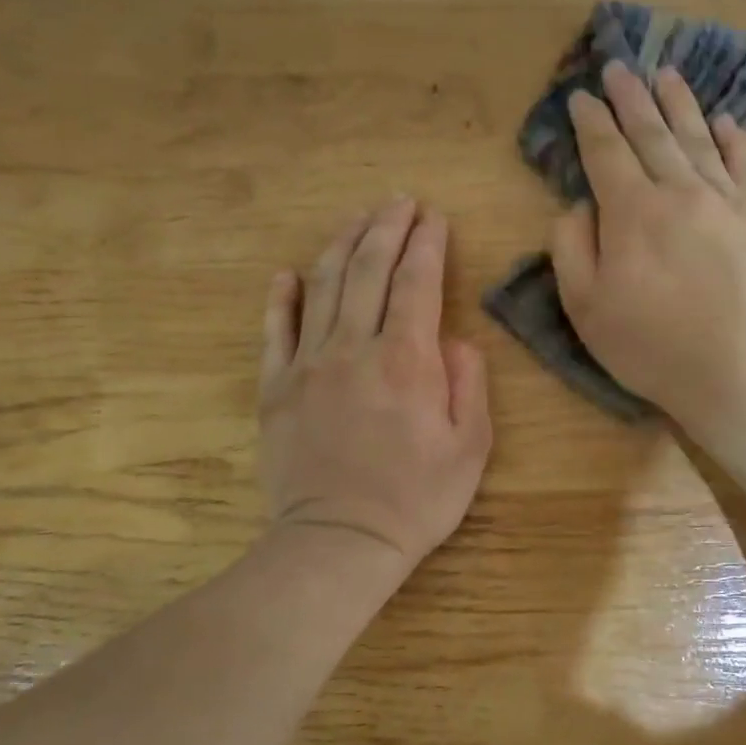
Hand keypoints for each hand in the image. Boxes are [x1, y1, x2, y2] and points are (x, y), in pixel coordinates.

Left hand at [259, 198, 491, 573]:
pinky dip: (281, 298)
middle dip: (386, 227)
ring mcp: (308, 365)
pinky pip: (275, 331)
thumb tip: (456, 339)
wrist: (338, 543)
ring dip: (341, 245)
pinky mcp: (275, 388)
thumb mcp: (469, 448)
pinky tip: (286, 274)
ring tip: (356, 218)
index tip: (434, 217)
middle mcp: (354, 348)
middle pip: (368, 270)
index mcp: (407, 360)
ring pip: (323, 287)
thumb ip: (468, 383)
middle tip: (399, 201)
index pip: (417, 281)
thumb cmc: (415, 500)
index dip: (427, 243)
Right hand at [551, 62, 745, 439]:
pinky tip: (727, 122)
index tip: (581, 96)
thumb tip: (580, 206)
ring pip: (700, 140)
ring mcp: (729, 203)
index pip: (606, 152)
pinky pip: (745, 168)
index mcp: (633, 211)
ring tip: (667, 75)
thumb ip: (572, 247)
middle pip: (653, 134)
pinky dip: (734, 141)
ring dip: (680, 105)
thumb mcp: (585, 307)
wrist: (740, 374)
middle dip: (631, 98)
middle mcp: (681, 192)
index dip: (591, 122)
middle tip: (620, 68)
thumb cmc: (651, 347)